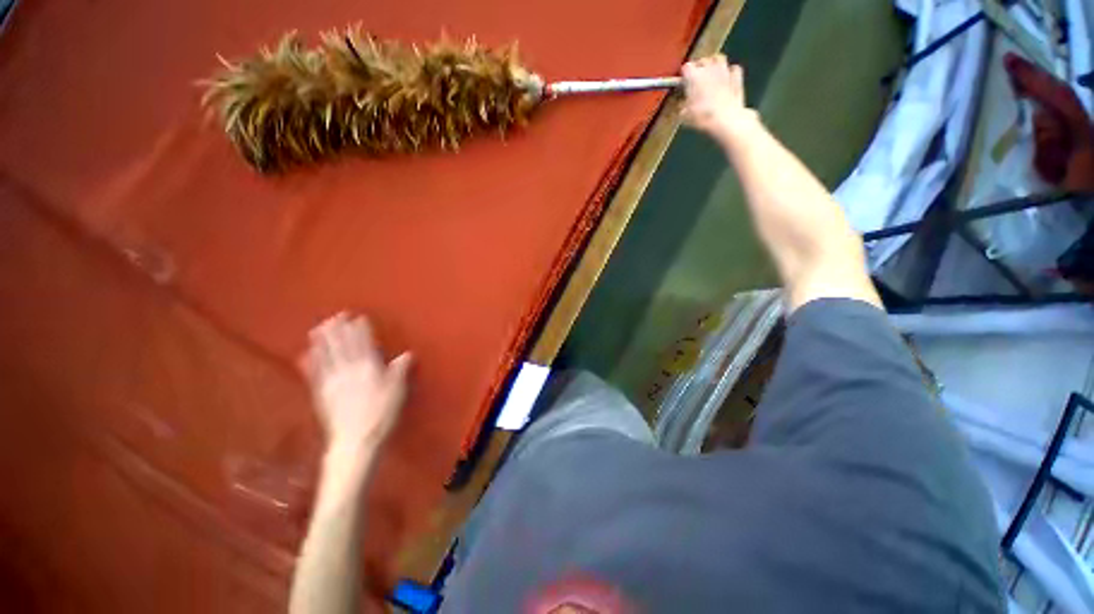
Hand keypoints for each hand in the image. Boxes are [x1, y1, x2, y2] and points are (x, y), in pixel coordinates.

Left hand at [301, 312, 411, 456]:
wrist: (355, 440)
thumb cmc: (382, 414)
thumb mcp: (398, 391)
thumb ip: (400, 370)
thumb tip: (407, 354)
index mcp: (368, 368)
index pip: (363, 343)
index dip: (360, 329)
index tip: (357, 316)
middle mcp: (348, 370)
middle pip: (342, 346)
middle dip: (339, 330)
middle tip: (335, 316)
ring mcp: (332, 382)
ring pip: (326, 356)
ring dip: (322, 340)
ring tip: (319, 327)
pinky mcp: (322, 394)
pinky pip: (314, 374)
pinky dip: (310, 362)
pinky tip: (305, 354)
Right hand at [681, 55, 753, 141]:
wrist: (726, 119)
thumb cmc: (702, 117)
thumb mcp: (684, 116)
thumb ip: (682, 106)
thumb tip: (682, 105)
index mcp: (693, 76)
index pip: (686, 67)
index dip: (684, 74)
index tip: (684, 81)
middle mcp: (709, 68)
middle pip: (703, 60)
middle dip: (700, 67)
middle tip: (697, 78)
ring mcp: (724, 70)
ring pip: (719, 58)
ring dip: (715, 64)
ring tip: (712, 73)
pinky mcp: (737, 76)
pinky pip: (733, 68)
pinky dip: (730, 72)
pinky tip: (727, 78)